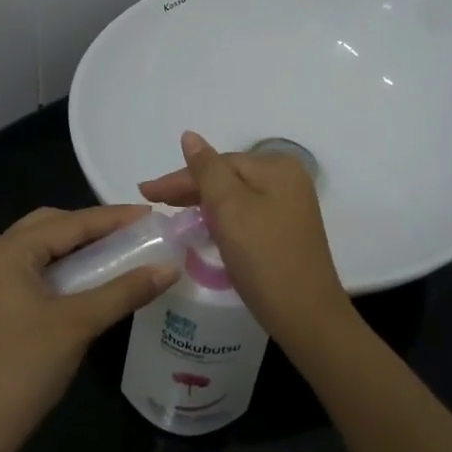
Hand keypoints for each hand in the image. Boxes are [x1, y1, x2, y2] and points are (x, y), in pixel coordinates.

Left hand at [0, 205, 175, 451]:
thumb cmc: (24, 368)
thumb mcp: (78, 324)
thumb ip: (125, 290)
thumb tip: (170, 267)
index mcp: (8, 251)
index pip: (70, 223)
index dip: (114, 218)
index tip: (154, 216)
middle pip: (51, 226)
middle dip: (93, 227)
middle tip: (135, 233)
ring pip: (41, 249)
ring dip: (78, 247)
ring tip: (119, 250)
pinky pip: (34, 270)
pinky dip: (63, 268)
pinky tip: (90, 279)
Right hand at [138, 131, 351, 348]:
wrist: (305, 315)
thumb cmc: (263, 256)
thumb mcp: (229, 207)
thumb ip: (206, 169)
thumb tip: (190, 136)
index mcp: (276, 167)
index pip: (217, 163)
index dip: (180, 178)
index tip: (146, 193)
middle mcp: (288, 180)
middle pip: (228, 176)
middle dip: (190, 189)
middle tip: (153, 201)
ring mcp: (290, 206)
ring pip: (236, 196)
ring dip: (204, 203)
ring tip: (173, 213)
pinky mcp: (287, 231)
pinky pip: (247, 214)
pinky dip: (223, 218)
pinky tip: (205, 227)